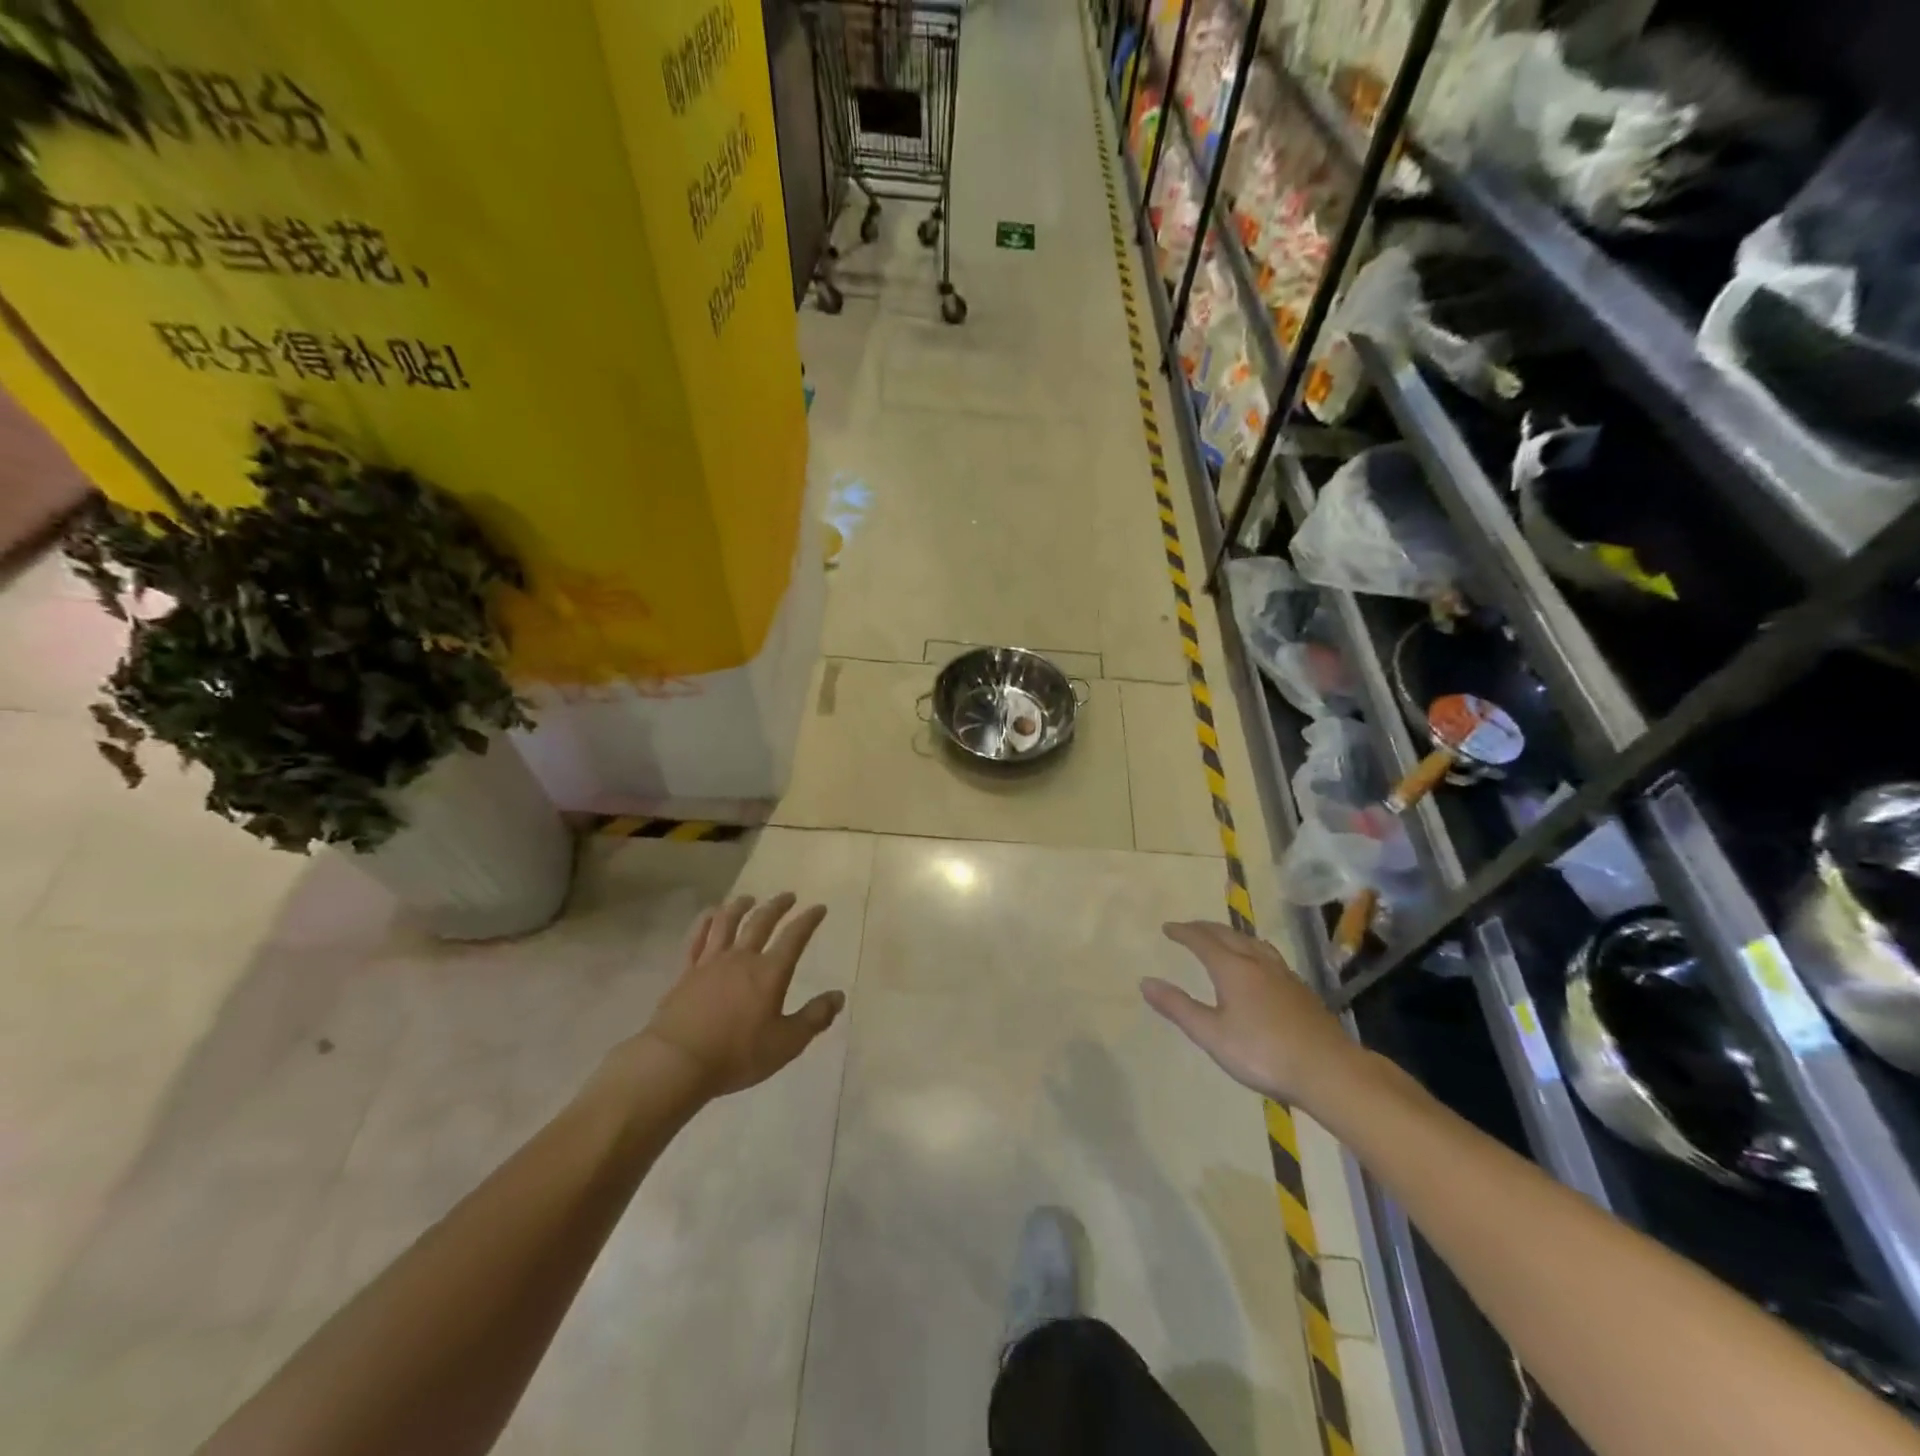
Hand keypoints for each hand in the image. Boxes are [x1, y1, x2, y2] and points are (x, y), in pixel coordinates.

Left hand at [638, 893, 843, 1097]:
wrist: (677, 1061)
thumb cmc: (737, 1054)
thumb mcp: (786, 1043)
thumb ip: (814, 1018)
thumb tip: (839, 996)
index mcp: (770, 972)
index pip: (794, 937)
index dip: (808, 920)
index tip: (819, 907)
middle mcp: (742, 958)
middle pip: (761, 922)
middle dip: (777, 906)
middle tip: (788, 896)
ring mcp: (710, 962)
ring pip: (727, 923)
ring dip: (740, 906)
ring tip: (748, 898)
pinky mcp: (686, 972)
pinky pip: (696, 939)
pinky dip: (705, 922)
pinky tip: (709, 916)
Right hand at [1142, 921, 1360, 1107]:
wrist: (1328, 1071)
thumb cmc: (1263, 1054)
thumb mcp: (1212, 1035)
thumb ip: (1178, 1007)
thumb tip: (1145, 982)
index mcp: (1233, 969)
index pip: (1203, 941)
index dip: (1184, 932)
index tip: (1168, 928)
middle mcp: (1258, 963)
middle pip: (1229, 935)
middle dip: (1205, 929)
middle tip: (1189, 928)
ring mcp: (1284, 975)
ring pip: (1253, 943)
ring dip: (1232, 935)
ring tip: (1223, 938)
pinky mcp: (1301, 990)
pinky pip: (1269, 956)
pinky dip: (1253, 950)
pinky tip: (1259, 966)